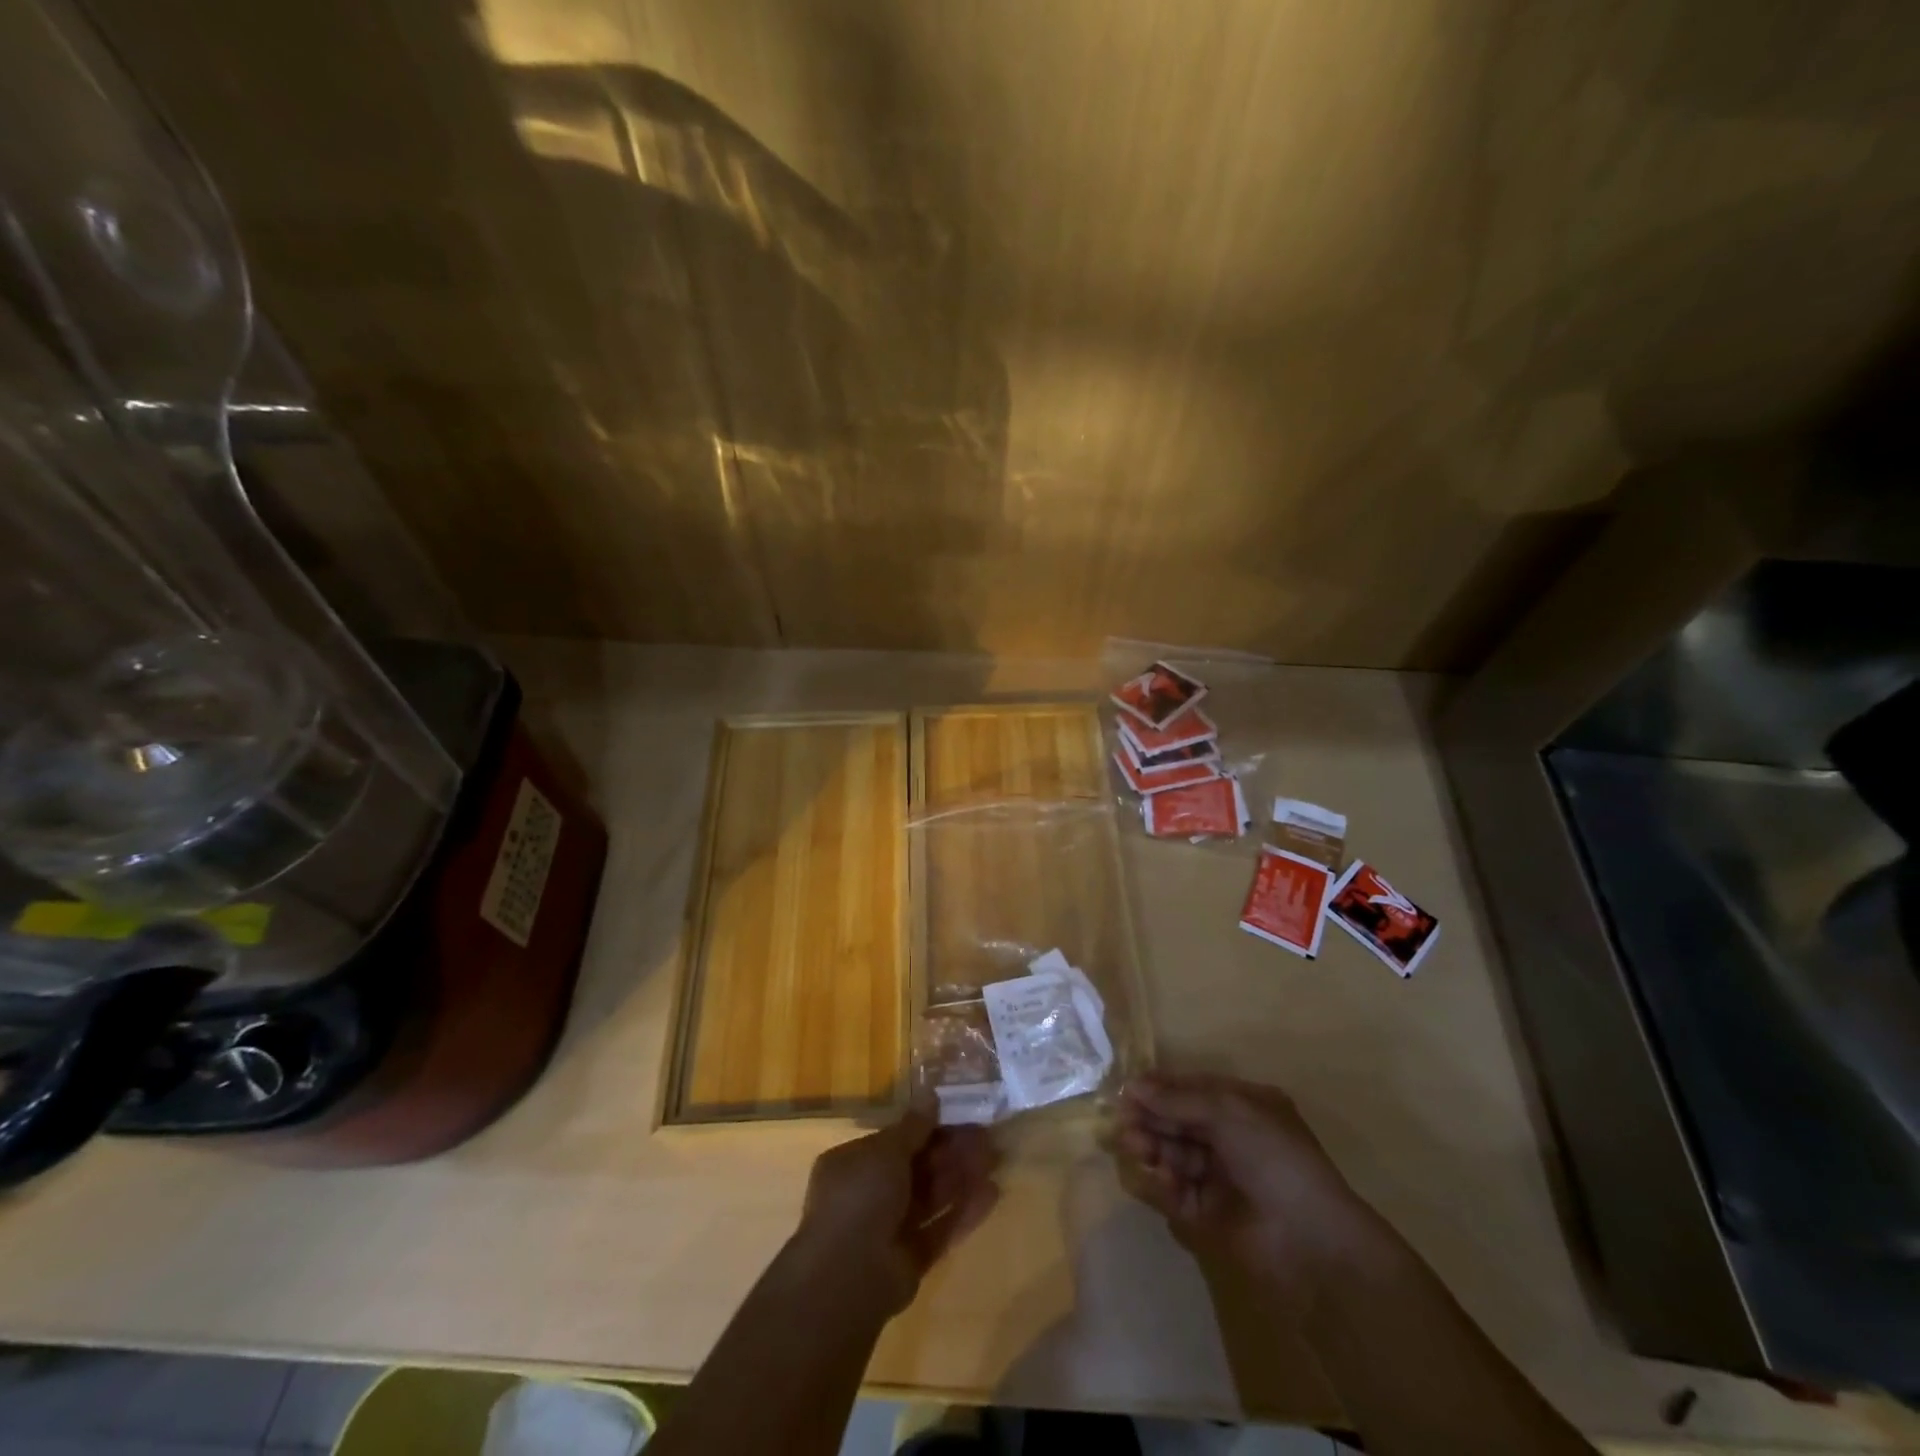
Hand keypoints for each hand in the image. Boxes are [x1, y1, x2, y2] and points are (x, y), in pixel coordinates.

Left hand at [791, 1105, 999, 1316]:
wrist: (849, 1276)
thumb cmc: (861, 1196)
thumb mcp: (886, 1150)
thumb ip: (913, 1126)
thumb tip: (931, 1094)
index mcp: (853, 1164)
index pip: (895, 1141)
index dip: (928, 1128)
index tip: (959, 1115)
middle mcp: (869, 1195)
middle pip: (917, 1168)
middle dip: (951, 1152)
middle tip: (986, 1136)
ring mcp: (890, 1229)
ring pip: (932, 1197)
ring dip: (962, 1177)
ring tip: (995, 1157)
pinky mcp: (911, 1259)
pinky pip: (940, 1229)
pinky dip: (964, 1211)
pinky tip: (992, 1193)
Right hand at [1117, 1071, 1387, 1318]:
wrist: (1310, 1242)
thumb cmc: (1273, 1158)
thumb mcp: (1227, 1112)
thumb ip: (1177, 1100)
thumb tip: (1132, 1086)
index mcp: (1245, 1107)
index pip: (1193, 1090)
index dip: (1161, 1089)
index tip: (1127, 1091)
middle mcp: (1233, 1138)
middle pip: (1180, 1121)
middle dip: (1152, 1119)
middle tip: (1122, 1122)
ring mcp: (1222, 1178)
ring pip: (1175, 1155)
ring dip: (1153, 1148)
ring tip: (1135, 1148)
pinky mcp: (1211, 1216)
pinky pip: (1178, 1192)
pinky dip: (1164, 1185)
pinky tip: (1159, 1180)